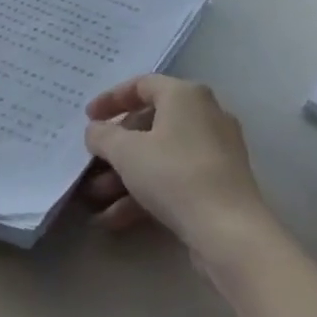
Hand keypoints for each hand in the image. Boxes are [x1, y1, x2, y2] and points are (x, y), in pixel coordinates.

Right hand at [82, 74, 272, 263]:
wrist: (229, 231)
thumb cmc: (174, 175)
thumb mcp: (126, 152)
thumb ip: (103, 135)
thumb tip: (96, 130)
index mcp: (185, 95)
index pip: (142, 85)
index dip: (111, 99)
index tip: (88, 118)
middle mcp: (205, 114)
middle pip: (150, 122)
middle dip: (116, 147)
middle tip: (92, 162)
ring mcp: (215, 150)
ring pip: (160, 155)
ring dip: (125, 175)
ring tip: (96, 197)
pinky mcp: (219, 183)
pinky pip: (175, 178)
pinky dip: (147, 192)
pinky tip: (115, 219)